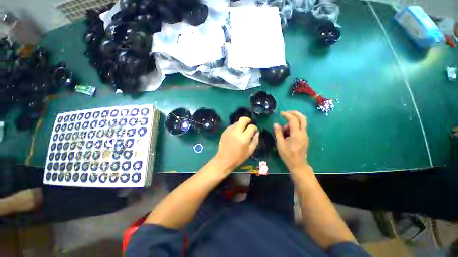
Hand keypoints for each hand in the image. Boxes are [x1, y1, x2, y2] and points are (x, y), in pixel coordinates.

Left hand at [213, 117, 258, 172]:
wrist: (224, 159)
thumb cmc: (238, 157)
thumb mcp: (250, 151)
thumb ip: (255, 140)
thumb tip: (257, 132)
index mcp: (243, 138)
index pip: (251, 127)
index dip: (254, 128)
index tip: (254, 130)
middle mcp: (236, 132)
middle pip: (243, 119)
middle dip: (248, 120)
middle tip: (249, 124)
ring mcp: (229, 131)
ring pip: (237, 122)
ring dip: (241, 124)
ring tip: (241, 130)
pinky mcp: (224, 131)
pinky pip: (231, 126)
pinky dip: (235, 128)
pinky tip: (235, 134)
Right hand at [274, 111, 309, 171]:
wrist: (298, 164)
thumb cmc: (288, 155)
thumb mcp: (280, 144)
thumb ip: (278, 132)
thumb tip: (276, 124)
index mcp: (297, 134)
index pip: (293, 120)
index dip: (287, 115)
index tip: (281, 114)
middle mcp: (303, 133)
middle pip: (303, 118)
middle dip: (295, 113)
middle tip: (287, 113)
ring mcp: (305, 135)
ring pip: (302, 123)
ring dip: (293, 121)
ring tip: (284, 129)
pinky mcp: (305, 137)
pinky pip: (301, 128)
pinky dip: (295, 126)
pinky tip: (288, 132)